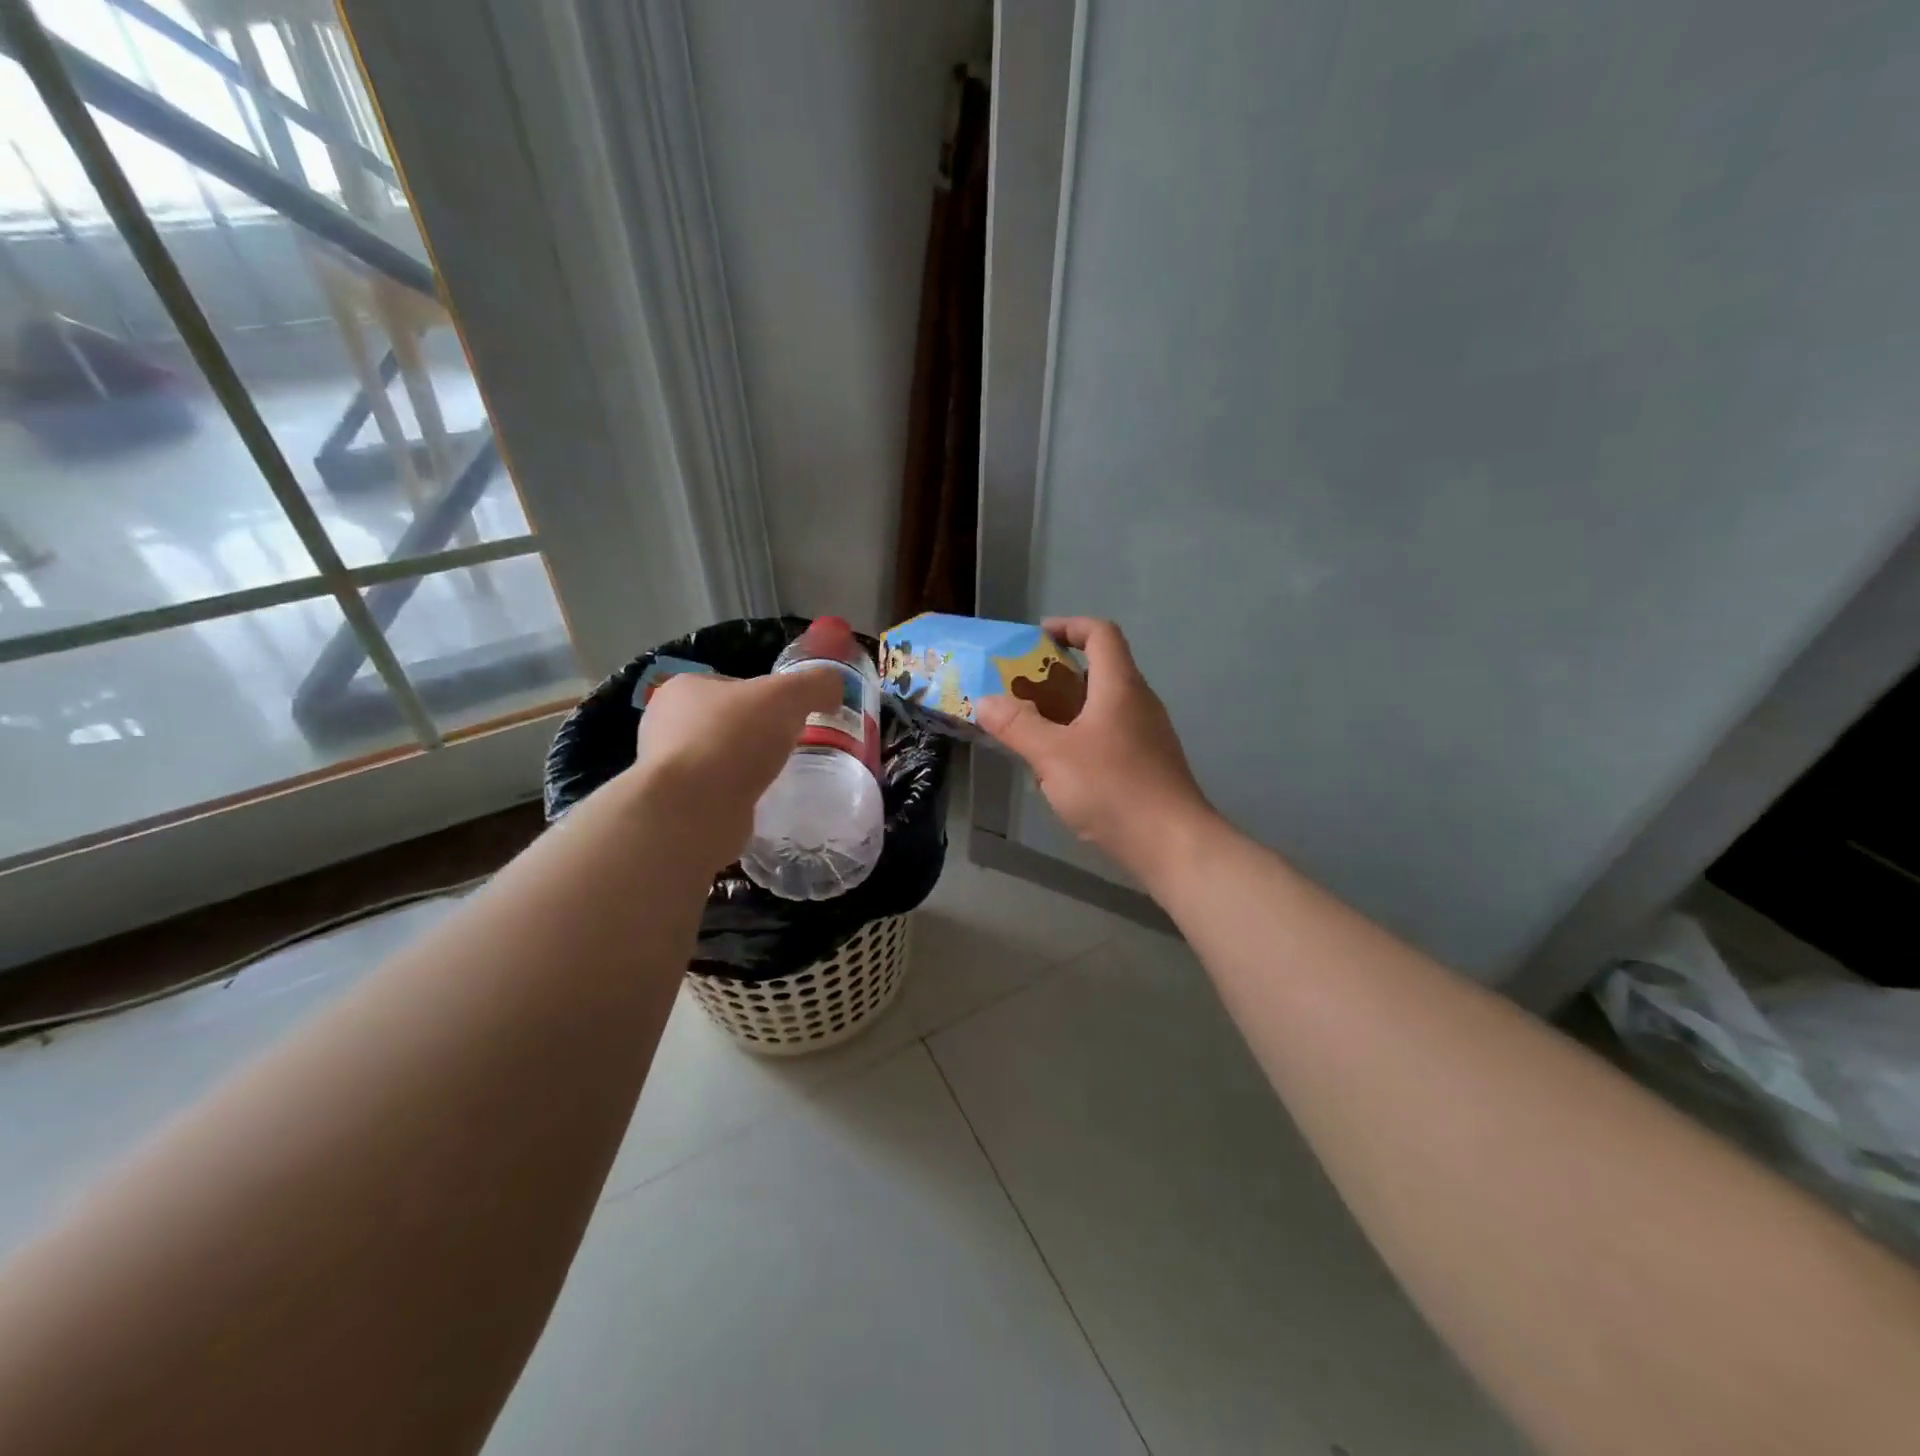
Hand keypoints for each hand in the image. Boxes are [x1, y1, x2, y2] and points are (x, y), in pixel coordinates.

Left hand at [627, 669, 840, 871]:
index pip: (735, 686)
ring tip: (776, 779)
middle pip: (728, 723)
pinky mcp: (676, 805)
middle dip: (757, 736)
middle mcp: (666, 724)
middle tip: (789, 749)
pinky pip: (716, 794)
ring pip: (721, 760)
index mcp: (684, 688)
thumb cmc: (733, 740)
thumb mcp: (787, 696)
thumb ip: (816, 684)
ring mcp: (667, 767)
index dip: (768, 699)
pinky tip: (756, 804)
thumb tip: (834, 687)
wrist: (692, 811)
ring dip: (746, 769)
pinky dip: (736, 798)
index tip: (792, 718)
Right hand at [975, 617, 1211, 882]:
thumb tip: (985, 701)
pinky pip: (1111, 735)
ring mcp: (1148, 735)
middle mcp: (1139, 702)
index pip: (1101, 634)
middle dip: (1058, 674)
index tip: (1036, 638)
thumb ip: (1017, 726)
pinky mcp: (1149, 764)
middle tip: (1021, 690)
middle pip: (1101, 670)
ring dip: (1068, 710)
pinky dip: (1082, 738)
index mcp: (1120, 686)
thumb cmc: (1113, 789)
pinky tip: (1061, 770)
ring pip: (1104, 706)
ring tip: (1032, 731)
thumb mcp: (1053, 756)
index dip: (1069, 626)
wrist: (1172, 844)